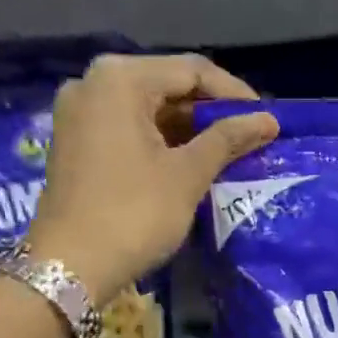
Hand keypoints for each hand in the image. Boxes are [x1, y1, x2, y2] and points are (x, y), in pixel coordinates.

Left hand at [27, 53, 276, 303]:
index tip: (266, 119)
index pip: (192, 70)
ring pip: (147, 107)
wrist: (69, 267)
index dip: (234, 94)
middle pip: (167, 85)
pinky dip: (161, 139)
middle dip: (211, 111)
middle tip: (250, 135)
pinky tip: (190, 160)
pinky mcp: (74, 141)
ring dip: (188, 127)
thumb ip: (228, 138)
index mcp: (120, 78)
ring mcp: (79, 113)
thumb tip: (268, 120)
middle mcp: (93, 83)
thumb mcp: (187, 174)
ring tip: (228, 150)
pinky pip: (127, 126)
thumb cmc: (133, 213)